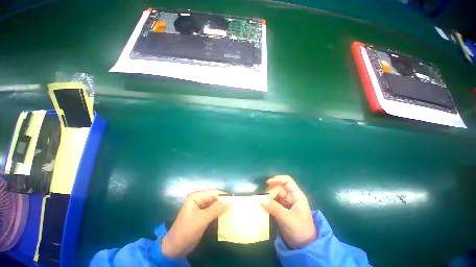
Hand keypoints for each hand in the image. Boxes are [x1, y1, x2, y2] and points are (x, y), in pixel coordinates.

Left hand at [161, 189, 229, 257]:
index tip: (235, 200)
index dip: (224, 196)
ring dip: (222, 206)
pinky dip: (218, 212)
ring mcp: (200, 206)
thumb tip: (229, 201)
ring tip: (232, 210)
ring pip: (214, 203)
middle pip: (214, 197)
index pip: (213, 193)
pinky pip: (212, 209)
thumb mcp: (202, 220)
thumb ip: (215, 209)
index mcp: (196, 196)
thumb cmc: (186, 232)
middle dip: (223, 201)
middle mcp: (198, 198)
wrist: (175, 248)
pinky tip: (225, 215)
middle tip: (235, 205)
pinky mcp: (202, 213)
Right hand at [261, 175, 316, 248]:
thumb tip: (261, 199)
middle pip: (279, 188)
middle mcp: (291, 197)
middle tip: (264, 200)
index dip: (277, 179)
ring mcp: (286, 204)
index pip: (287, 181)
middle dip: (271, 192)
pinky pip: (273, 203)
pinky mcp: (282, 210)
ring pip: (275, 195)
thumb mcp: (287, 218)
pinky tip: (264, 207)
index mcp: (296, 196)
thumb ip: (274, 207)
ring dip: (268, 198)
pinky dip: (268, 204)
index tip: (267, 183)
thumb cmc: (300, 230)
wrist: (304, 247)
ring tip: (262, 203)